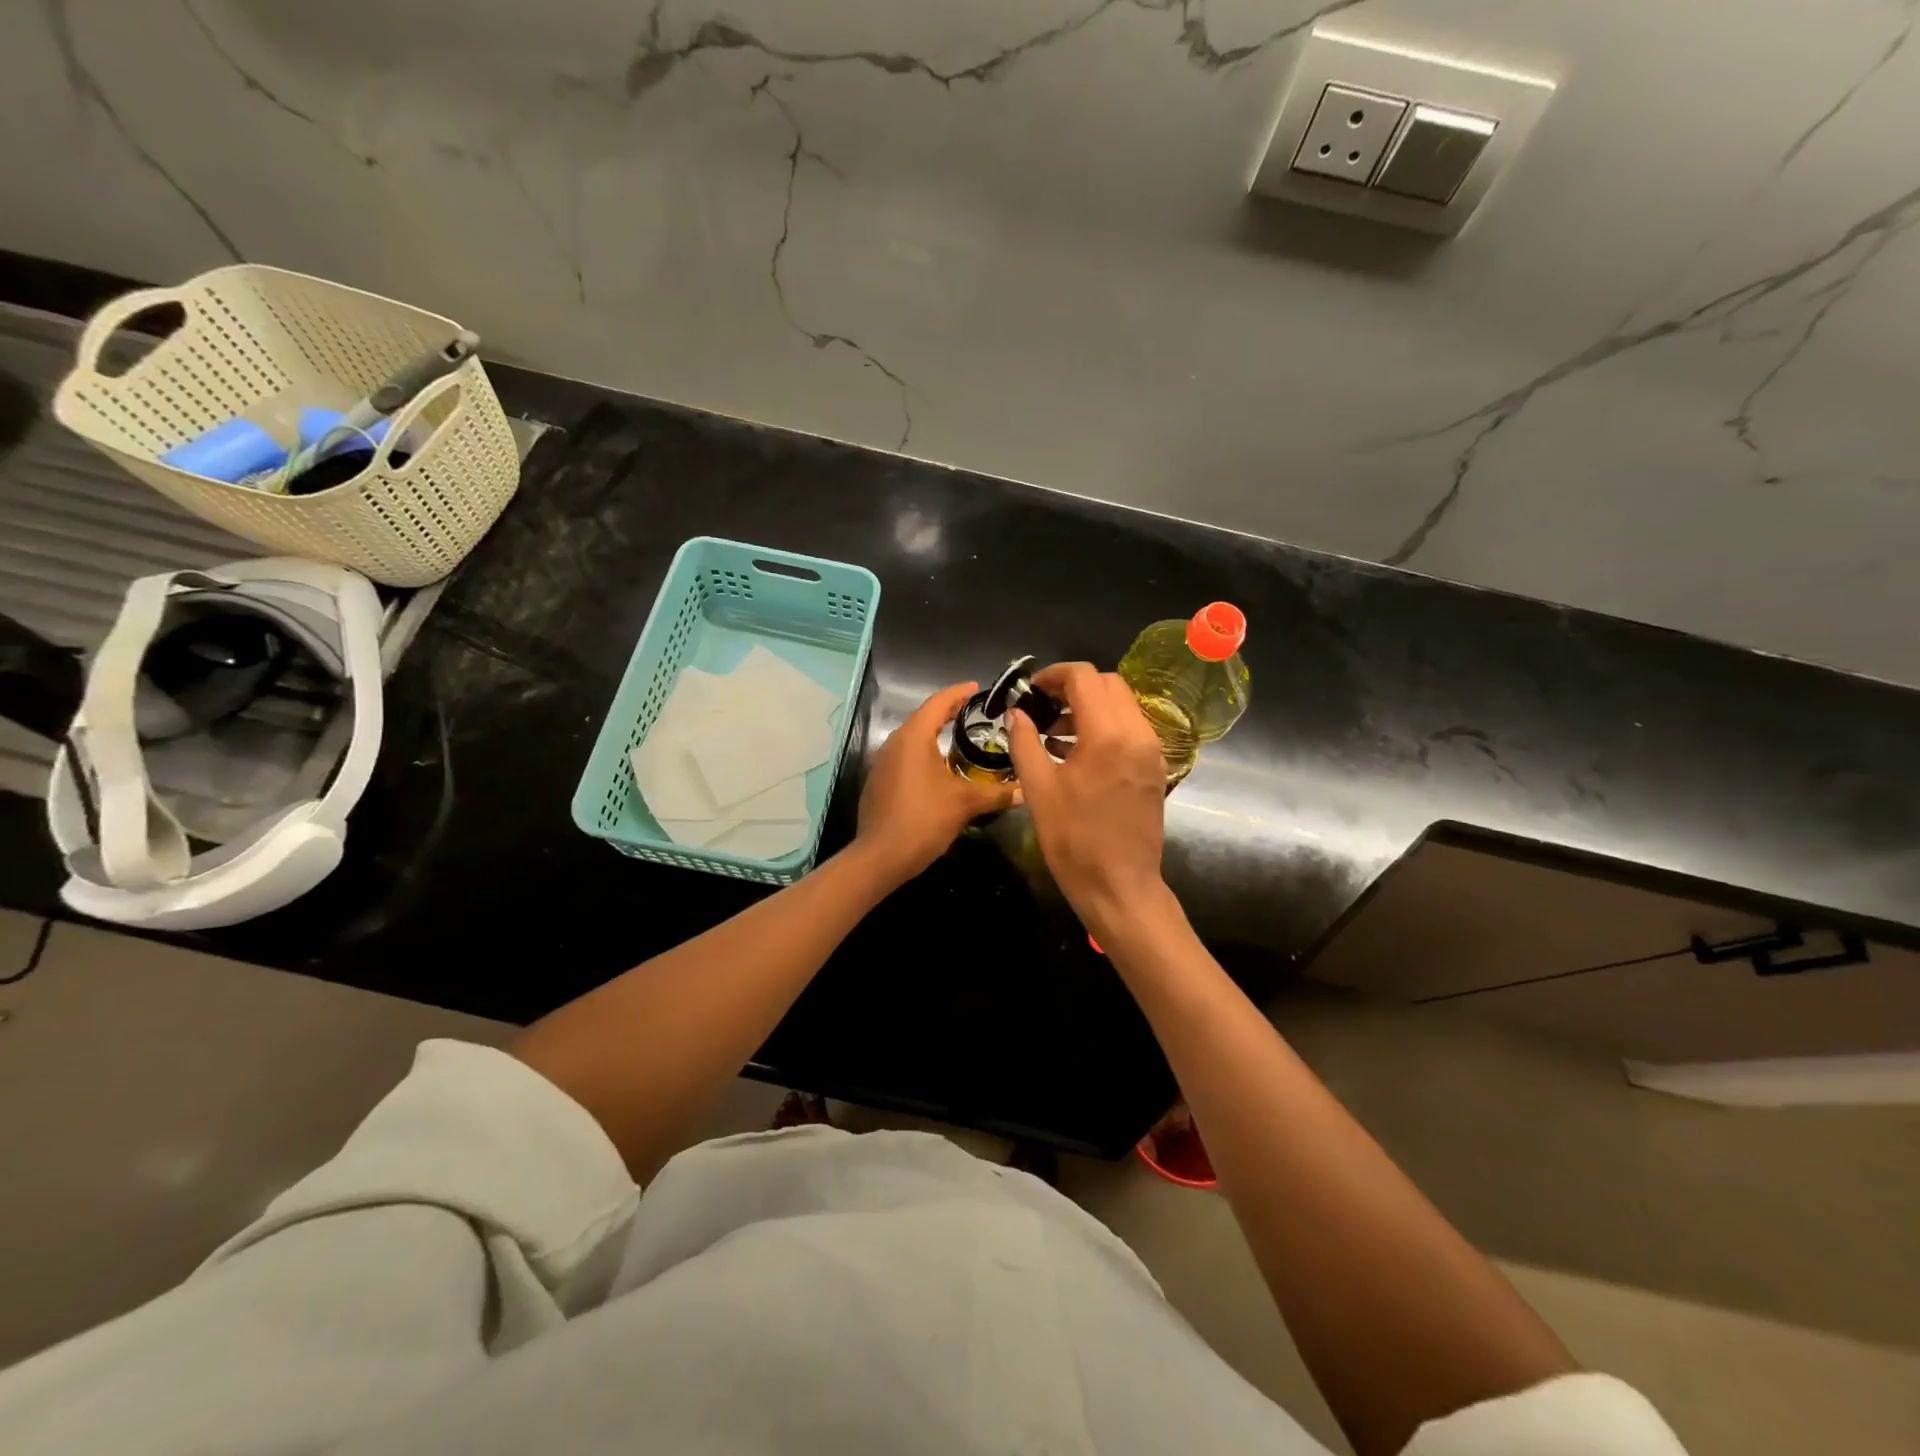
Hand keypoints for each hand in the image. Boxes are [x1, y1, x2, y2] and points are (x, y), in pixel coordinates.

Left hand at [855, 682, 1015, 883]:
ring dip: (935, 736)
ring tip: (960, 739)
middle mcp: (894, 743)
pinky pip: (905, 759)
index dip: (957, 693)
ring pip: (912, 740)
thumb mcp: (965, 804)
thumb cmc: (923, 820)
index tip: (975, 687)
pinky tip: (939, 770)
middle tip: (974, 712)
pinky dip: (924, 755)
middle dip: (948, 713)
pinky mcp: (879, 783)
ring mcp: (883, 764)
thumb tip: (1025, 790)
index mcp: (913, 738)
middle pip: (923, 719)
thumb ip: (996, 794)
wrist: (880, 856)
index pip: (937, 703)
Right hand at [1007, 663, 1168, 936]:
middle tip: (1042, 707)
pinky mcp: (1154, 768)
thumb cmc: (1073, 840)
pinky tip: (1076, 752)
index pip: (1085, 678)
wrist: (1119, 887)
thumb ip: (1025, 742)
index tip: (1031, 690)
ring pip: (1123, 705)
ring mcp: (1151, 751)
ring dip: (1090, 706)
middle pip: (1109, 684)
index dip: (1054, 675)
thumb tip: (1016, 713)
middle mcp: (1137, 734)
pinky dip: (1105, 726)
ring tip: (1054, 732)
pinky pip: (1130, 729)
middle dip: (1074, 686)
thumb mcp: (1038, 789)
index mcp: (1108, 735)